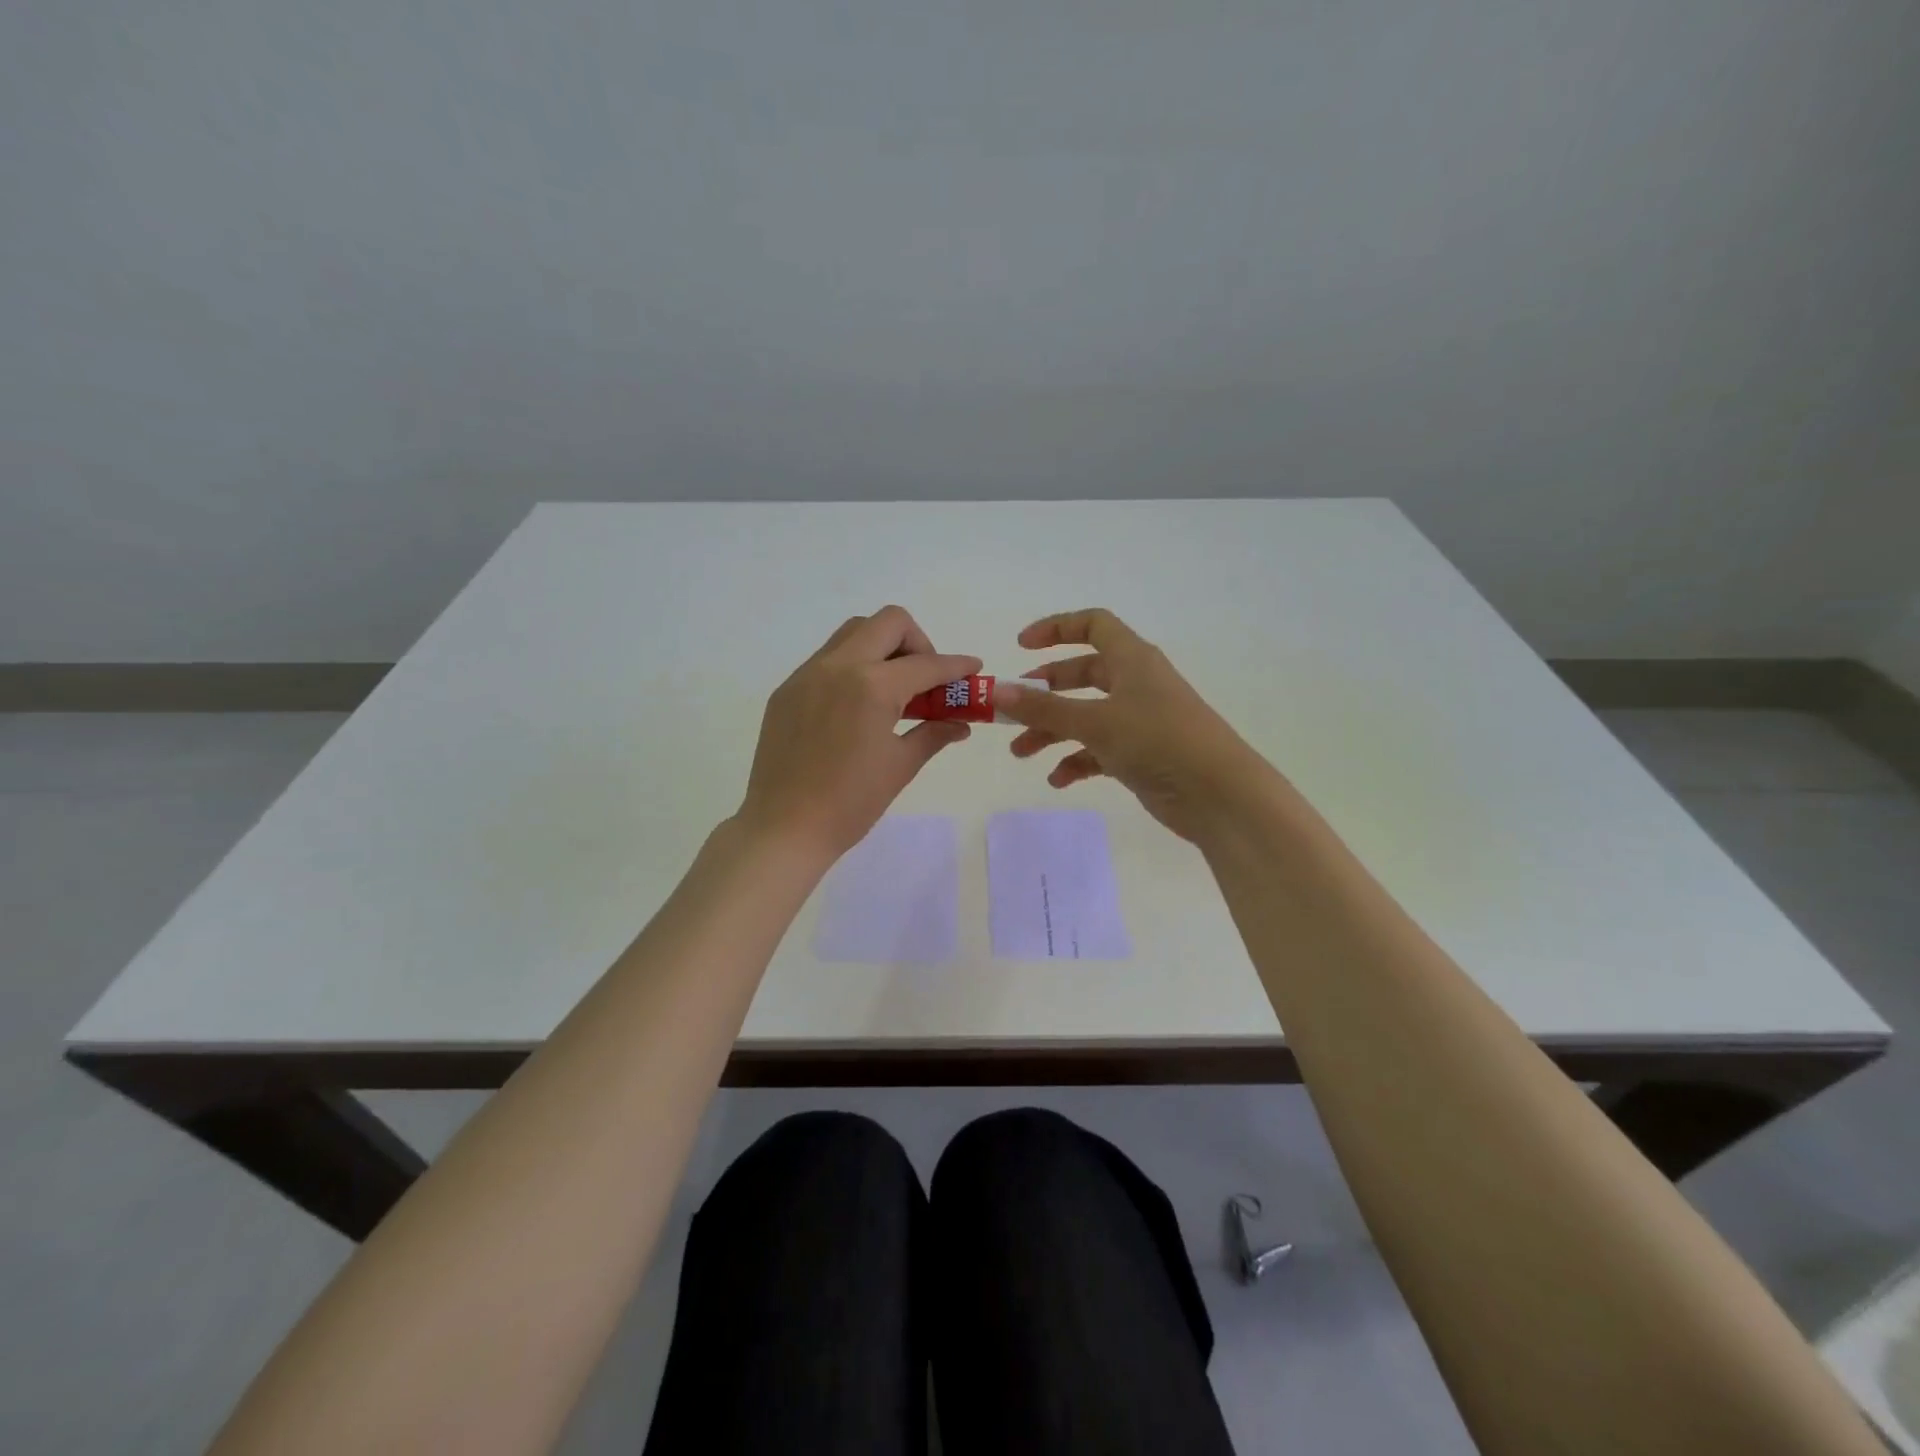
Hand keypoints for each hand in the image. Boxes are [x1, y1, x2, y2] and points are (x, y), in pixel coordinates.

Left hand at [737, 606, 980, 862]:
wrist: (784, 828)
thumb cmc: (851, 803)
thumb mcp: (900, 766)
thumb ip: (934, 733)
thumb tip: (961, 723)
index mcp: (872, 686)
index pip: (926, 664)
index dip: (956, 666)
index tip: (972, 669)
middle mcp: (838, 666)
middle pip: (888, 623)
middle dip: (917, 643)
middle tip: (924, 679)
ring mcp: (807, 675)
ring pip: (853, 633)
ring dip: (882, 648)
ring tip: (892, 690)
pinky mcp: (787, 690)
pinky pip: (827, 659)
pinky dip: (852, 667)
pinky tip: (856, 706)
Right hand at [997, 608, 1277, 842]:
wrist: (1220, 795)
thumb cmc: (1159, 741)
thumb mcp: (1095, 722)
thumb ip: (1043, 708)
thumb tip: (996, 691)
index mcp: (1132, 659)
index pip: (1092, 625)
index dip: (1056, 629)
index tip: (1020, 647)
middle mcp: (1136, 684)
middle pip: (1082, 675)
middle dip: (1044, 692)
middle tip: (1012, 711)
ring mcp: (1140, 720)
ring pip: (1085, 716)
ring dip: (1052, 732)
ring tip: (1021, 754)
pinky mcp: (1142, 755)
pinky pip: (1099, 750)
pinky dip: (1076, 761)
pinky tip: (1058, 780)